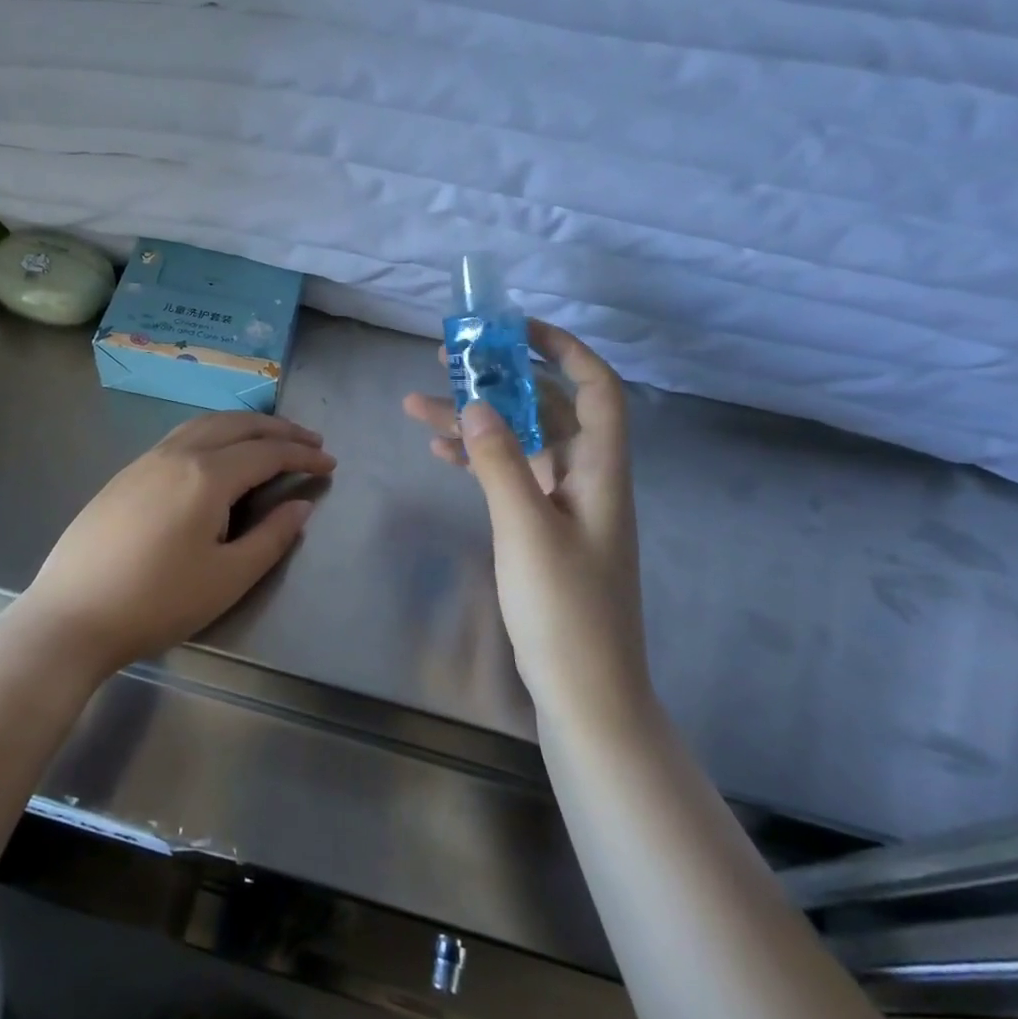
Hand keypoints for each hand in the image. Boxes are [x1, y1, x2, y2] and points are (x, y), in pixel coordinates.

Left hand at [14, 412, 333, 681]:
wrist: (72, 615)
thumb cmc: (157, 602)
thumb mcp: (228, 578)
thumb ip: (271, 537)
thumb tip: (300, 505)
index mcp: (207, 475)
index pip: (267, 452)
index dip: (303, 455)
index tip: (330, 462)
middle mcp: (177, 453)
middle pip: (238, 425)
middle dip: (279, 429)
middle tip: (310, 440)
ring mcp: (146, 460)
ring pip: (206, 424)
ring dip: (245, 425)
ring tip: (269, 438)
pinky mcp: (126, 473)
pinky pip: (181, 436)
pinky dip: (214, 432)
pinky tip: (217, 453)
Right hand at [403, 321, 649, 715]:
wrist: (584, 690)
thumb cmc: (564, 608)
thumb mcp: (526, 528)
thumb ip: (499, 460)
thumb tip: (476, 402)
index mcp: (600, 469)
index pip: (595, 388)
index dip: (563, 349)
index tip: (514, 329)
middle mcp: (585, 477)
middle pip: (546, 408)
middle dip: (500, 378)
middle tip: (448, 359)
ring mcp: (562, 504)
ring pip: (518, 442)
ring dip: (475, 420)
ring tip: (417, 402)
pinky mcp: (540, 529)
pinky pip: (507, 476)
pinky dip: (476, 458)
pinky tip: (439, 450)